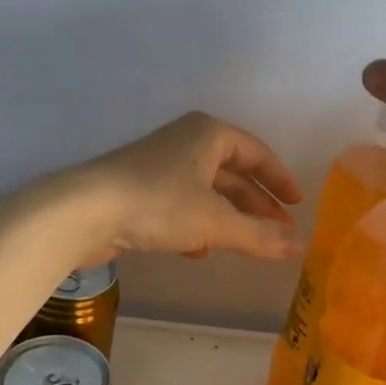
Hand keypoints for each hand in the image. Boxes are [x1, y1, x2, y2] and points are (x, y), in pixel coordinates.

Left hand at [70, 112, 303, 262]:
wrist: (85, 211)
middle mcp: (186, 142)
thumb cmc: (159, 204)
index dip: (279, 179)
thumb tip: (300, 246)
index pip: (256, 153)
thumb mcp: (216, 222)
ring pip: (206, 191)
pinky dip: (197, 224)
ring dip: (227, 218)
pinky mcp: (140, 190)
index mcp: (208, 134)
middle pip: (232, 173)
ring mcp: (160, 165)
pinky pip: (181, 204)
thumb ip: (260, 236)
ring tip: (246, 245)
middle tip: (278, 232)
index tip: (297, 204)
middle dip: (255, 204)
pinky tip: (198, 250)